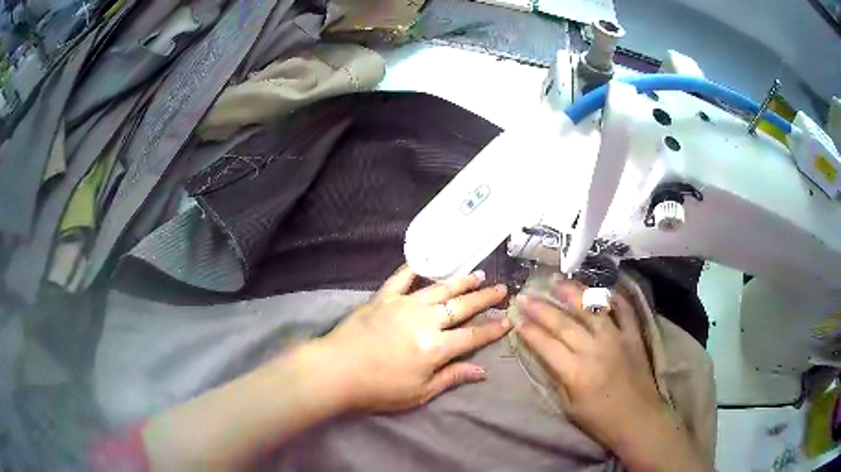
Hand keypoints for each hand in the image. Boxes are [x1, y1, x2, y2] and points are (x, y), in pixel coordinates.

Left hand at [320, 265, 510, 411]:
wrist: (336, 370)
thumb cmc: (378, 388)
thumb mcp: (419, 392)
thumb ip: (451, 377)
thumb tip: (481, 371)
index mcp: (435, 348)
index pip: (472, 336)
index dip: (492, 329)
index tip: (508, 319)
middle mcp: (425, 321)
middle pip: (461, 307)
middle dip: (485, 299)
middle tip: (502, 289)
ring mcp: (403, 305)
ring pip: (439, 289)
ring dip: (461, 281)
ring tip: (478, 275)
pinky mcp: (383, 298)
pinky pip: (400, 278)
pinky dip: (413, 269)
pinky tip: (425, 261)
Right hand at [514, 281, 664, 448]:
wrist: (638, 420)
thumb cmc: (600, 420)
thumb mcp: (569, 407)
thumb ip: (556, 377)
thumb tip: (543, 353)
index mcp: (575, 372)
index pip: (546, 344)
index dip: (528, 330)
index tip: (515, 316)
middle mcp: (594, 349)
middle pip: (563, 323)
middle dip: (541, 308)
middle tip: (525, 295)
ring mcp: (616, 338)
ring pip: (591, 309)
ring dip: (572, 293)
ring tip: (557, 281)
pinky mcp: (633, 335)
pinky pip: (623, 309)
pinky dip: (612, 297)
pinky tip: (600, 288)